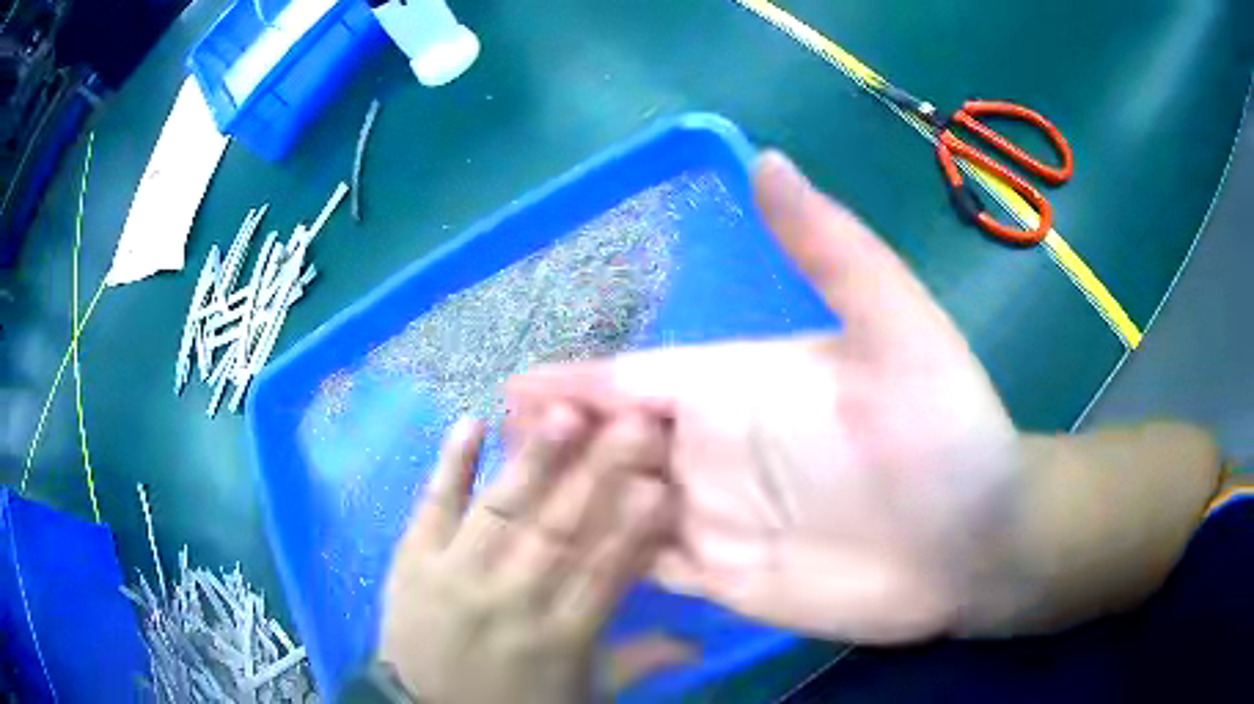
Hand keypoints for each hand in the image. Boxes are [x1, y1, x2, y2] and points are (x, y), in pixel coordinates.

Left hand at [379, 408, 676, 703]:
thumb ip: (638, 664)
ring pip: (501, 512)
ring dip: (533, 460)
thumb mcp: (583, 696)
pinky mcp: (412, 560)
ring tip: (564, 411)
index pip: (603, 574)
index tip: (661, 482)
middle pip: (559, 533)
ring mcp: (454, 575)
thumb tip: (699, 645)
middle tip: (631, 423)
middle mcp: (509, 600)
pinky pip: (432, 507)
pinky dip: (451, 465)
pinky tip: (471, 422)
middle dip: (598, 476)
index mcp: (559, 638)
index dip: (633, 529)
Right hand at [506, 152, 1024, 643]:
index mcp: (739, 388)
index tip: (510, 389)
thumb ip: (829, 248)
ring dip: (566, 506)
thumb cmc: (943, 431)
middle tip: (486, 456)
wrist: (973, 537)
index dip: (571, 386)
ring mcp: (718, 523)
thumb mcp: (896, 325)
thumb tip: (768, 159)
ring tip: (501, 510)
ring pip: (617, 510)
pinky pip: (647, 570)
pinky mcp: (728, 582)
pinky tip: (558, 566)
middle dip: (551, 449)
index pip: (633, 381)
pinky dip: (604, 564)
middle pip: (610, 448)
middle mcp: (716, 453)